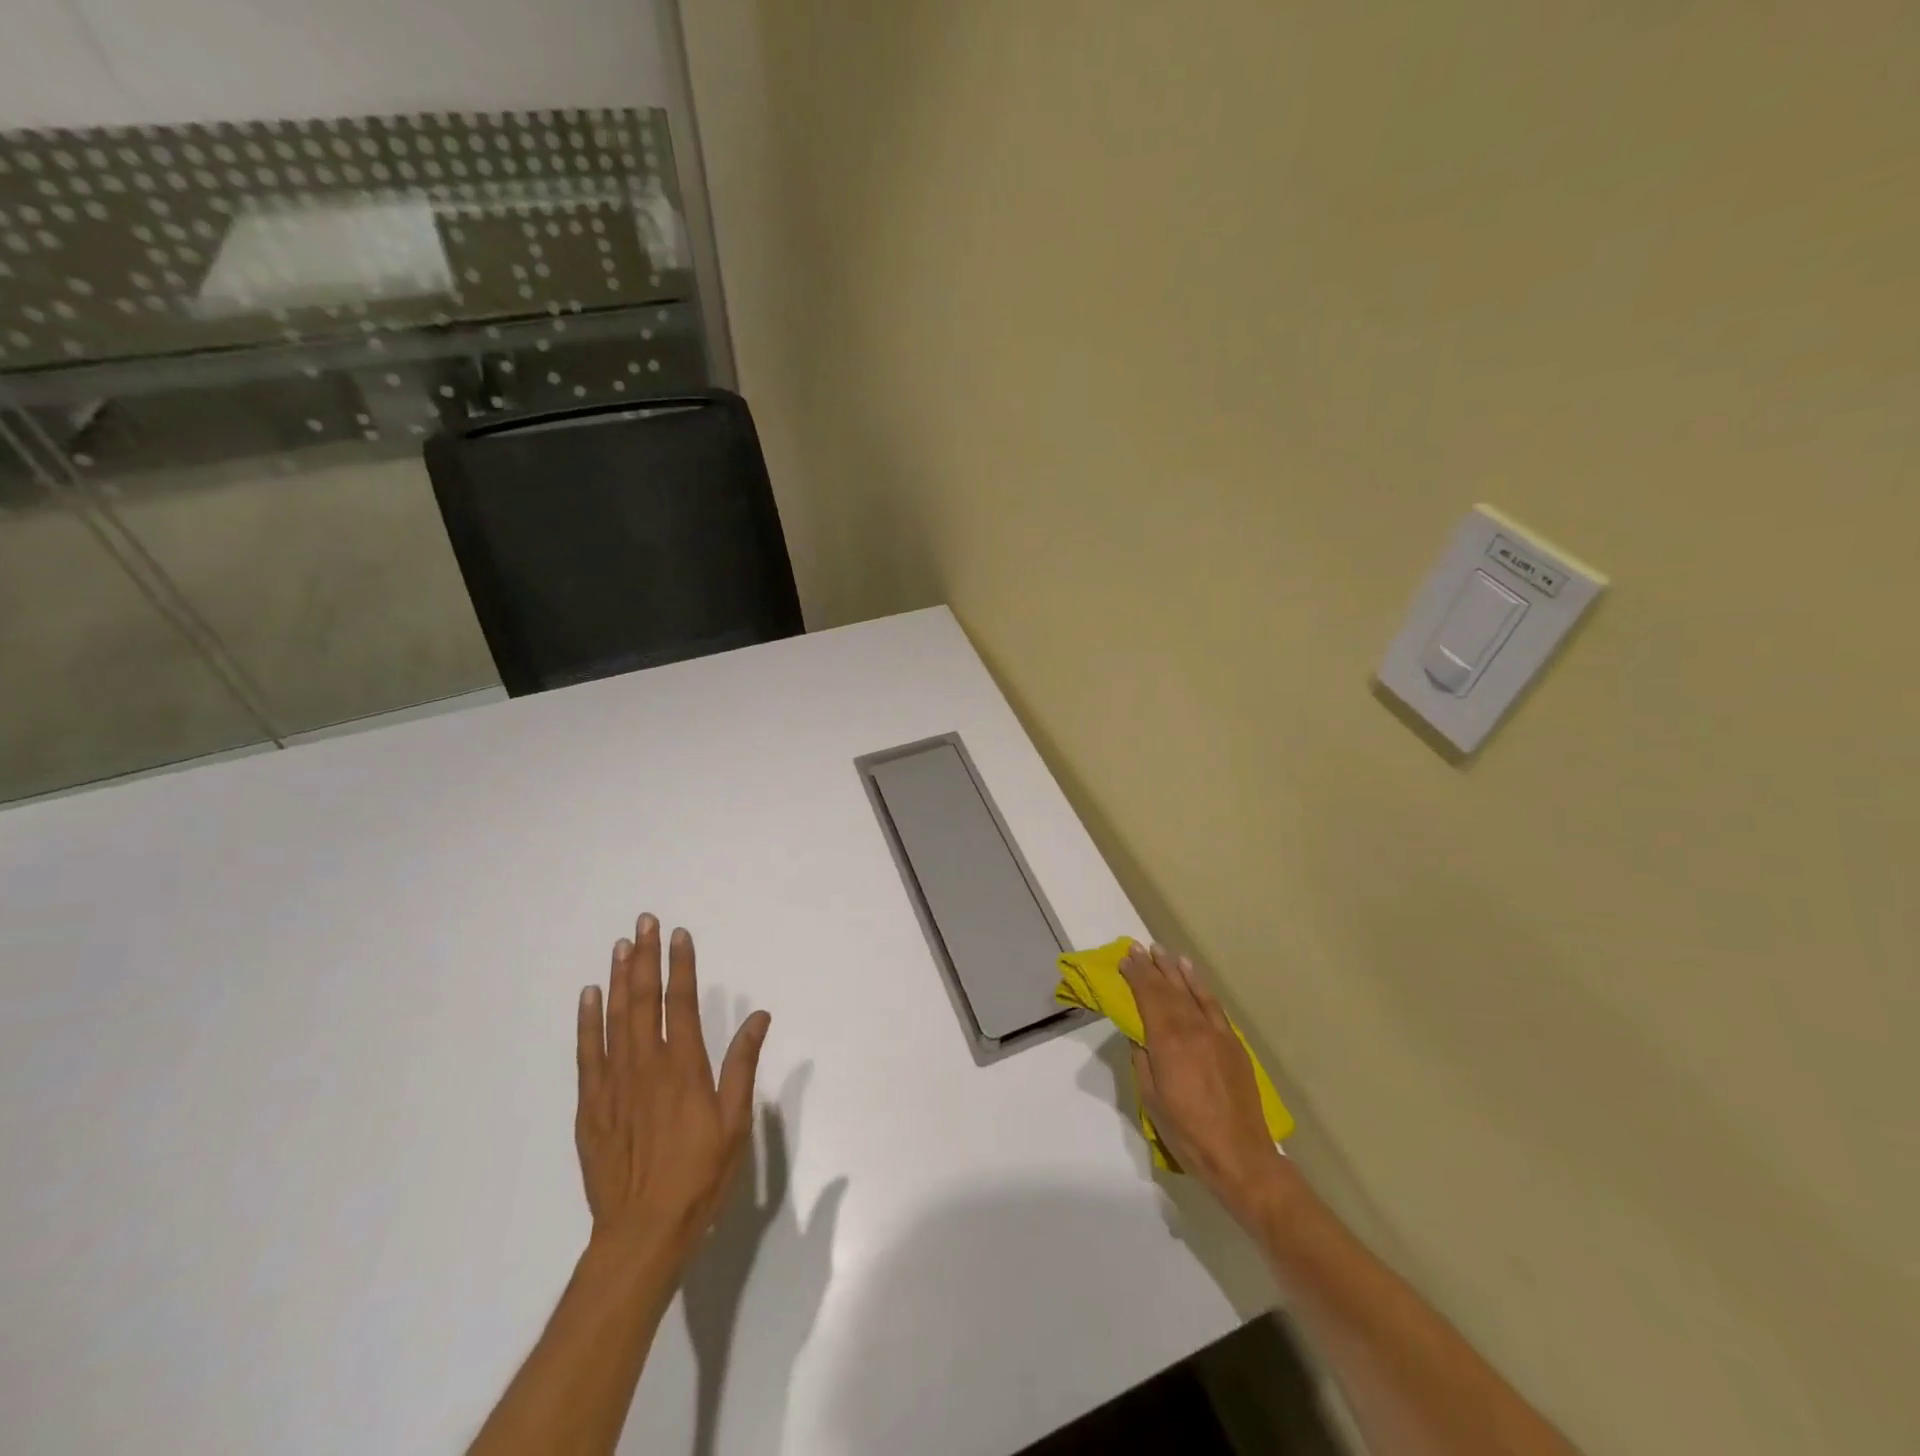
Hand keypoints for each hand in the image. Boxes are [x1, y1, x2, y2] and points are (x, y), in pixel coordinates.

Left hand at [575, 914, 771, 1268]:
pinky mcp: (590, 1107)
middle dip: (645, 959)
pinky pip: (587, 1055)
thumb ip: (742, 1066)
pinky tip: (589, 997)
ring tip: (620, 946)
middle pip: (644, 1001)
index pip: (682, 1004)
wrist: (642, 1233)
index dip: (681, 966)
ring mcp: (613, 1085)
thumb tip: (758, 1016)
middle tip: (644, 923)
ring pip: (614, 1020)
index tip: (678, 934)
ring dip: (618, 979)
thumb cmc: (699, 1176)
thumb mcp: (735, 1123)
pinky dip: (587, 1022)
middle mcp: (646, 1067)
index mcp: (684, 1069)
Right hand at [1120, 940, 1288, 1228]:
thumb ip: (1142, 1060)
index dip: (1136, 976)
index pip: (1148, 997)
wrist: (1240, 1156)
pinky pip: (1212, 1005)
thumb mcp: (1151, 1099)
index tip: (1125, 958)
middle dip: (1151, 967)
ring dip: (1174, 970)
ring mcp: (1216, 1033)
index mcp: (1168, 1042)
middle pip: (1168, 989)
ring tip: (1162, 951)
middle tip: (1137, 947)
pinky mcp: (1233, 1042)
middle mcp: (1192, 1028)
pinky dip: (1200, 986)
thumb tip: (1138, 1035)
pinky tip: (1191, 974)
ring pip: (1191, 991)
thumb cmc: (1187, 1132)